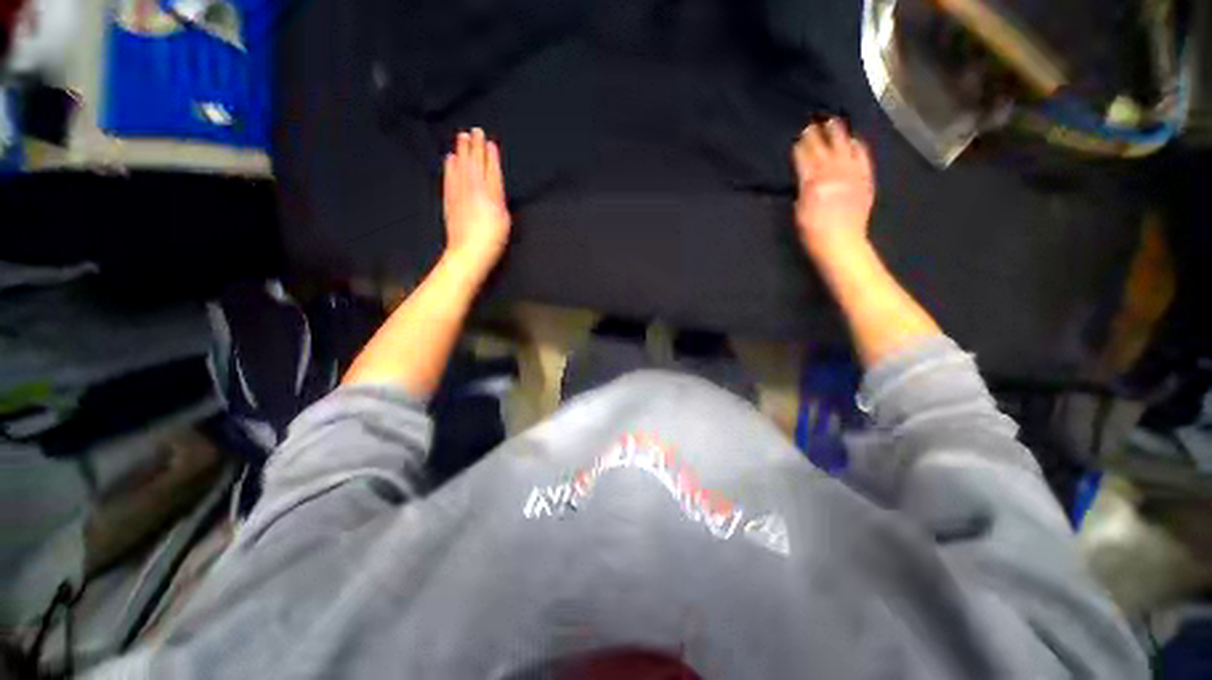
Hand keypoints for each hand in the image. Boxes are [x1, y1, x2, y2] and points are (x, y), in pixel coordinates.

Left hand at [443, 128, 511, 271]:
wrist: (469, 252)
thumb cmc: (493, 240)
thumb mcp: (504, 220)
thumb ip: (499, 200)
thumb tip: (493, 188)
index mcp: (491, 194)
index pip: (491, 170)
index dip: (490, 156)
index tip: (489, 142)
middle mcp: (475, 189)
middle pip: (475, 164)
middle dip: (475, 147)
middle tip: (474, 130)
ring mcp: (459, 193)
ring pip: (461, 167)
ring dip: (462, 151)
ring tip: (462, 137)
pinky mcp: (449, 200)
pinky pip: (449, 178)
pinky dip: (450, 167)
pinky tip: (450, 158)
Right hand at [792, 119, 874, 258]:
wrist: (842, 242)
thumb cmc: (812, 232)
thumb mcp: (798, 210)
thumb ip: (801, 188)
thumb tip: (803, 174)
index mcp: (813, 181)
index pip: (805, 157)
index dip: (801, 145)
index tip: (797, 136)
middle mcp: (833, 172)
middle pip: (824, 147)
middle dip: (818, 134)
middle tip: (813, 121)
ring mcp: (852, 173)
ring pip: (844, 147)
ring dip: (838, 133)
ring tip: (834, 122)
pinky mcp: (865, 178)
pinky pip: (863, 157)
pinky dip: (858, 146)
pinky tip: (855, 139)